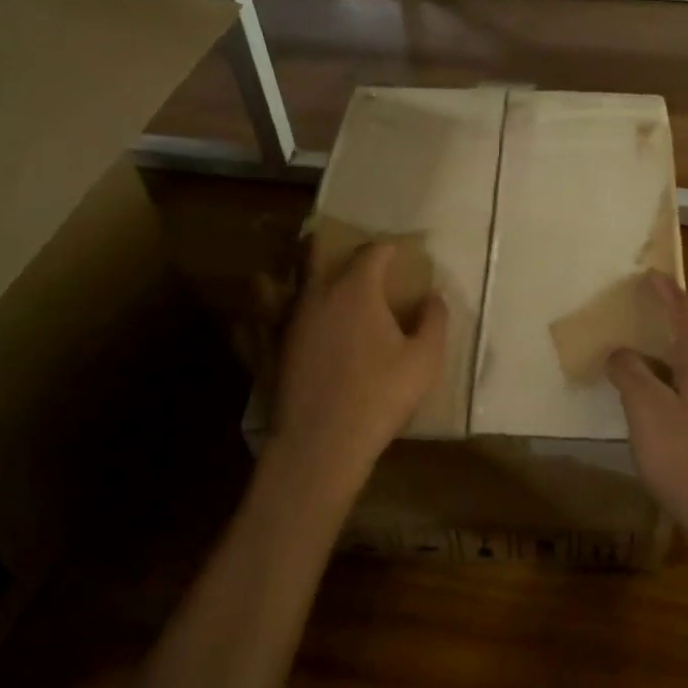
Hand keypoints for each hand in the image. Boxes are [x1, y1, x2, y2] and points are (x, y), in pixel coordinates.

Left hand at [270, 242, 448, 483]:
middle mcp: (316, 294)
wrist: (324, 442)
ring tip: (304, 278)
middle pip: (315, 253)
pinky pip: (254, 322)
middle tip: (344, 253)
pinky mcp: (266, 349)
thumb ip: (433, 321)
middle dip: (330, 246)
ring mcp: (286, 321)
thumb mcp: (424, 360)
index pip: (372, 252)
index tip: (400, 252)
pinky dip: (258, 317)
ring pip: (282, 282)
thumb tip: (434, 296)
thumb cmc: (381, 396)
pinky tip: (257, 320)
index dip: (388, 248)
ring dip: (294, 274)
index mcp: (355, 290)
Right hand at [607, 273, 687, 559]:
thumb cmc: (683, 457)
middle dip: (668, 329)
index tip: (651, 274)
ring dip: (672, 364)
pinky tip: (662, 414)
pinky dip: (678, 392)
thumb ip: (630, 374)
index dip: (668, 293)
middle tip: (640, 323)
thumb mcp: (645, 410)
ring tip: (643, 370)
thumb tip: (621, 353)